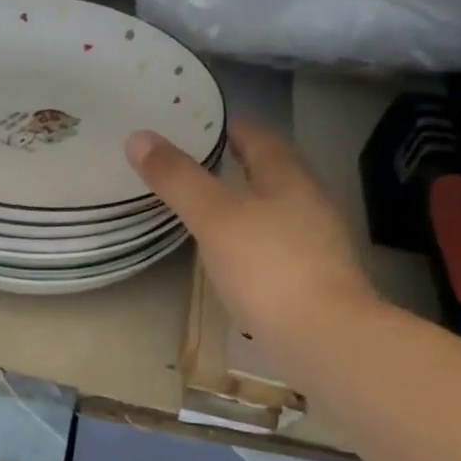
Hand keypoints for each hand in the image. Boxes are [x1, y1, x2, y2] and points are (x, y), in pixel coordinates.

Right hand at [128, 117, 383, 371]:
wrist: (322, 337)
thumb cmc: (267, 267)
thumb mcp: (214, 218)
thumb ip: (179, 180)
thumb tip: (138, 137)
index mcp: (289, 181)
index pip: (263, 141)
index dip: (237, 129)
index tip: (213, 124)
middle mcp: (310, 207)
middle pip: (275, 176)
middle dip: (245, 167)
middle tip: (207, 165)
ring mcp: (317, 247)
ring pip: (279, 214)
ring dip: (251, 207)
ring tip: (216, 211)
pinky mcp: (313, 283)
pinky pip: (279, 251)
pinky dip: (256, 245)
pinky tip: (238, 261)